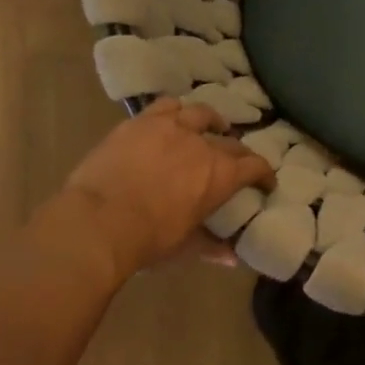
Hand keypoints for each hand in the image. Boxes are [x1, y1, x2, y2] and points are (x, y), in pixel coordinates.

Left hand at [57, 98, 274, 279]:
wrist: (99, 221)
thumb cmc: (148, 239)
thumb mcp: (184, 246)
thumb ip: (211, 247)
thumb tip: (231, 259)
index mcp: (221, 176)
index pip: (255, 167)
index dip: (264, 174)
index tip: (266, 182)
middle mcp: (203, 145)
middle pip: (231, 142)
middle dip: (239, 153)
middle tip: (236, 162)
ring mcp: (172, 128)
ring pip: (201, 113)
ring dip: (212, 121)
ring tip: (212, 125)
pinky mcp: (141, 121)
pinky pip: (167, 105)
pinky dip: (177, 110)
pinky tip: (175, 116)